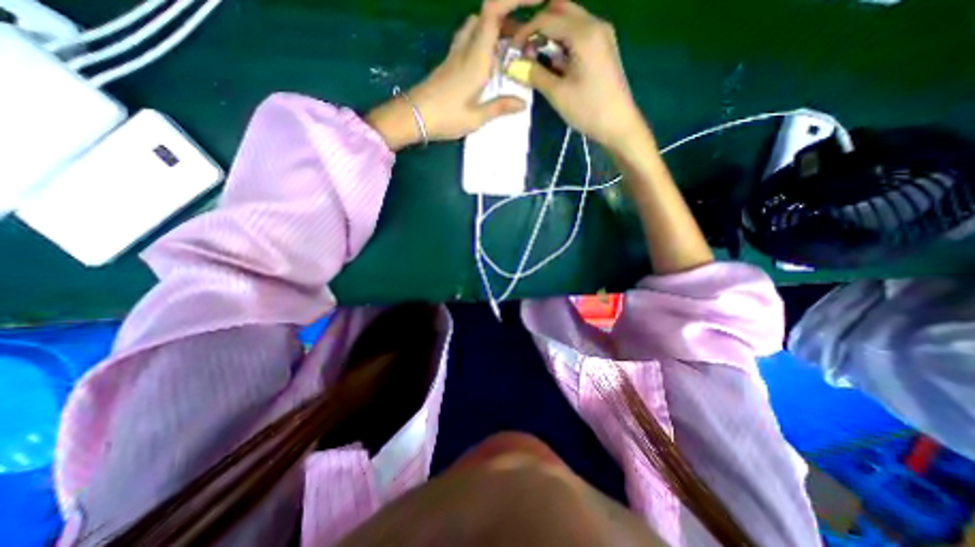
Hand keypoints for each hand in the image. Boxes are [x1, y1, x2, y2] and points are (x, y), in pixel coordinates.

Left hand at [370, 0, 545, 148]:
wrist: (413, 116)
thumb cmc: (445, 118)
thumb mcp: (476, 118)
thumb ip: (500, 107)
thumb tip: (523, 103)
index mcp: (476, 59)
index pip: (493, 12)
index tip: (535, 2)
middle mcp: (466, 48)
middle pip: (487, 14)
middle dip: (509, 18)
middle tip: (525, 40)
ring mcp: (456, 53)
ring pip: (478, 24)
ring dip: (496, 29)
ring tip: (510, 50)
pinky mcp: (450, 61)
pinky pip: (470, 38)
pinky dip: (484, 40)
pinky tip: (490, 61)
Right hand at [511, 0, 644, 148]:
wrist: (618, 124)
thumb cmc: (588, 110)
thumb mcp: (558, 94)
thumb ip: (535, 74)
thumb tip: (515, 65)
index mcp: (584, 33)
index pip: (547, 18)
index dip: (525, 32)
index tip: (512, 51)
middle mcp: (595, 24)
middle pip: (560, 10)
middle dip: (538, 27)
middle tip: (525, 50)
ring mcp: (601, 34)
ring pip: (569, 20)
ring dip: (550, 34)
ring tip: (537, 58)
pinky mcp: (603, 46)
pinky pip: (578, 33)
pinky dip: (562, 42)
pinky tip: (554, 62)